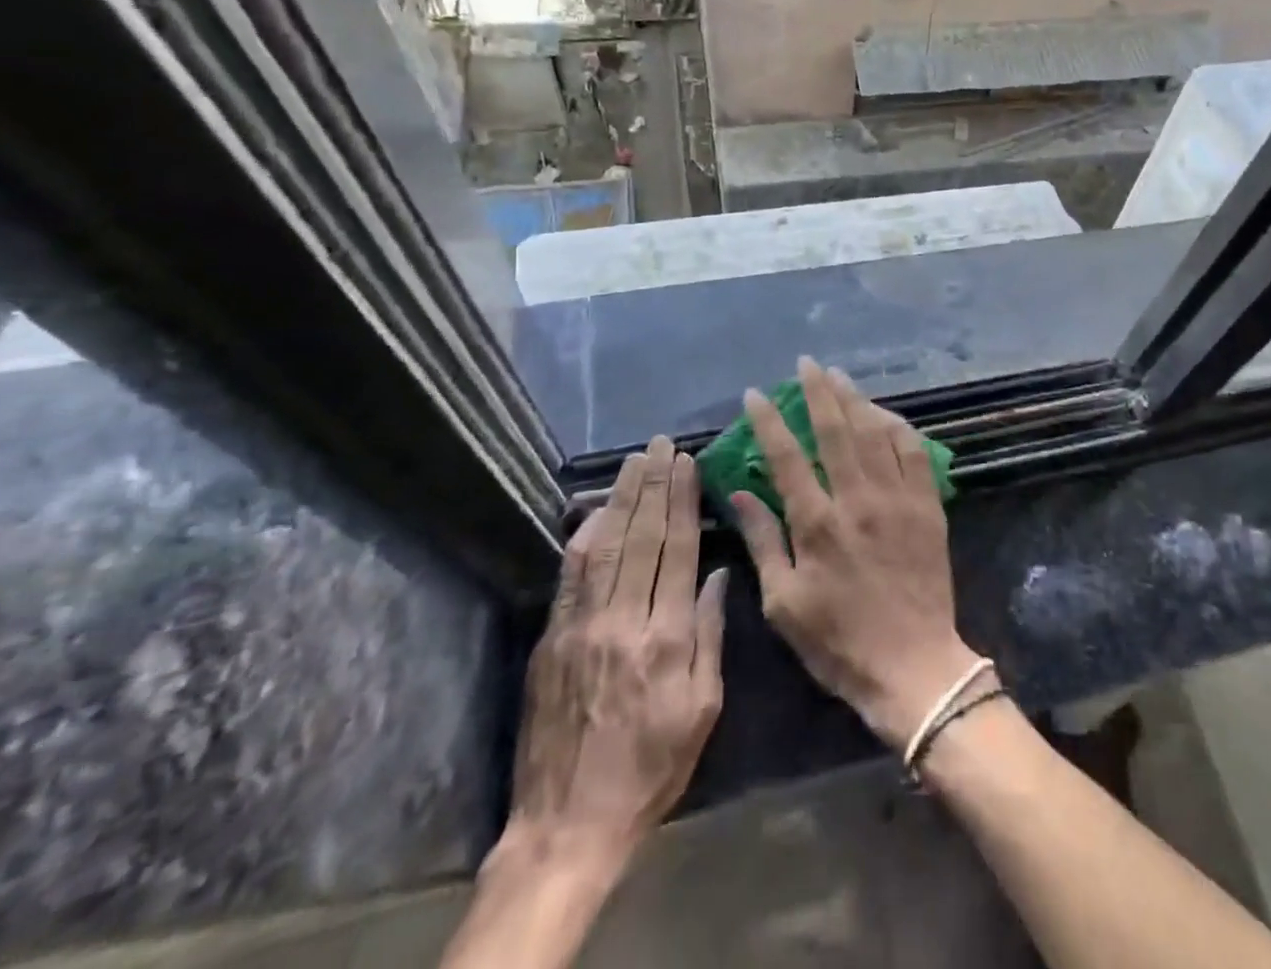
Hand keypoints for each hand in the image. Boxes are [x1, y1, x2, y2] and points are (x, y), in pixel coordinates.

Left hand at [507, 437, 726, 882]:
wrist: (567, 826)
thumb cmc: (651, 768)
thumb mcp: (703, 709)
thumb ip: (710, 635)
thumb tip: (719, 574)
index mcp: (666, 638)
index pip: (678, 551)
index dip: (683, 501)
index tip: (688, 463)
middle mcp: (623, 621)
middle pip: (642, 537)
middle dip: (654, 485)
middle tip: (661, 445)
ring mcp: (581, 628)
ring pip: (604, 546)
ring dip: (621, 499)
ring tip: (634, 461)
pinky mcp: (551, 640)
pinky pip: (570, 576)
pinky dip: (585, 536)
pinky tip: (597, 510)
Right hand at [729, 357, 981, 748]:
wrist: (914, 665)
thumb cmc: (839, 642)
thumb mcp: (784, 603)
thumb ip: (764, 541)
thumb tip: (740, 493)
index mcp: (818, 525)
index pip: (787, 457)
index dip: (769, 421)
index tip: (756, 394)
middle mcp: (858, 500)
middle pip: (836, 431)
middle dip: (819, 392)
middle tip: (807, 364)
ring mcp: (898, 499)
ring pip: (876, 433)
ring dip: (856, 400)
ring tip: (839, 377)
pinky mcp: (928, 506)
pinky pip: (914, 452)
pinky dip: (898, 427)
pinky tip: (885, 414)